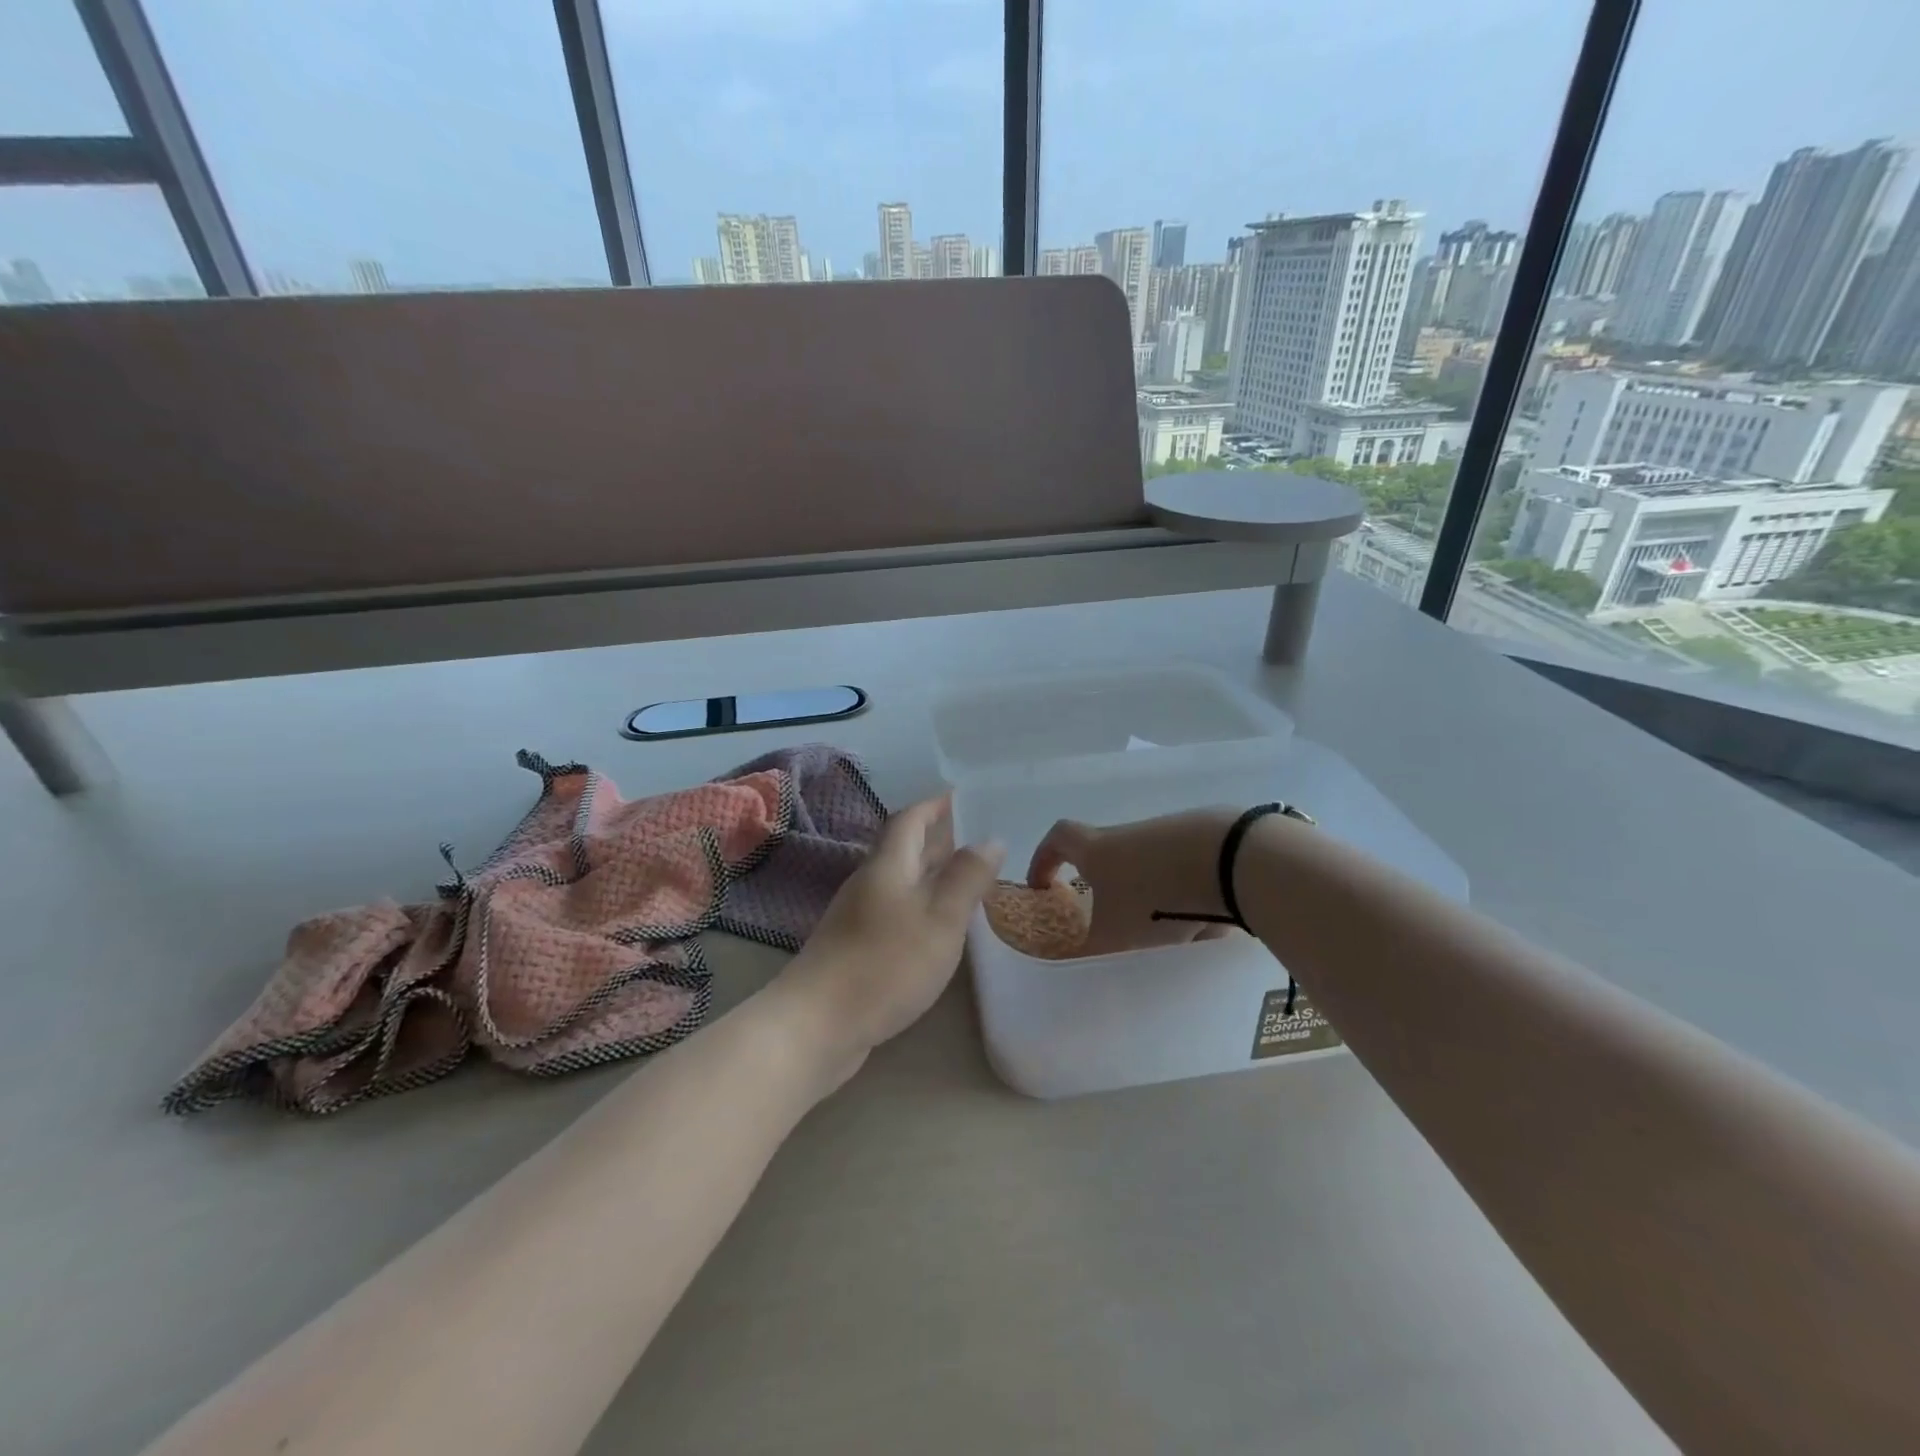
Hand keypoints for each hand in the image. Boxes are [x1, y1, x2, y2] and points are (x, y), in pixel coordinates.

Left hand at [770, 795, 1002, 1082]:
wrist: (818, 1024)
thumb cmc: (886, 963)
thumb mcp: (940, 918)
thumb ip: (967, 877)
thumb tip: (990, 839)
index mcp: (889, 865)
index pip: (910, 819)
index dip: (935, 805)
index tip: (962, 796)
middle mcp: (870, 883)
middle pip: (904, 848)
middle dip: (937, 837)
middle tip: (976, 835)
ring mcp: (859, 916)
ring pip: (901, 881)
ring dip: (931, 872)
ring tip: (966, 876)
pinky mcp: (856, 947)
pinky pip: (896, 910)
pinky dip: (921, 905)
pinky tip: (938, 925)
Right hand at [1027, 808, 1241, 956]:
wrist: (1231, 859)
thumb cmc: (1158, 896)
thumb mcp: (1117, 935)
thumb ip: (1090, 951)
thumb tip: (1069, 964)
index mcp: (1098, 849)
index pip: (1058, 839)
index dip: (1044, 859)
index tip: (1044, 885)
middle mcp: (1130, 834)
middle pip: (1108, 858)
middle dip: (1111, 894)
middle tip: (1118, 925)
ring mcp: (1170, 831)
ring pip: (1152, 871)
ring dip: (1156, 902)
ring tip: (1175, 937)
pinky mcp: (1208, 838)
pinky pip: (1188, 872)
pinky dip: (1191, 897)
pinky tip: (1210, 923)